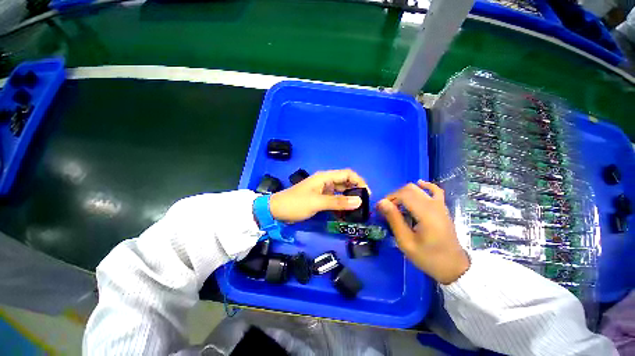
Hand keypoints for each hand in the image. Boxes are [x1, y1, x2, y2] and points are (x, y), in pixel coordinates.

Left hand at [269, 169, 369, 222]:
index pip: (347, 174)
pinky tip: (345, 214)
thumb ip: (338, 202)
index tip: (367, 194)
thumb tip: (360, 201)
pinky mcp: (320, 198)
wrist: (276, 210)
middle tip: (364, 205)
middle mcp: (325, 181)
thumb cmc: (296, 203)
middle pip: (345, 182)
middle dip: (356, 191)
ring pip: (340, 192)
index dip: (359, 181)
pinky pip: (334, 200)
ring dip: (348, 199)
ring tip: (357, 211)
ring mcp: (322, 190)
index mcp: (325, 177)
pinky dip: (340, 205)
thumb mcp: (317, 202)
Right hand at [377, 181, 469, 284]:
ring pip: (418, 189)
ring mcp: (440, 205)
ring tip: (397, 205)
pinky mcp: (442, 208)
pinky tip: (419, 184)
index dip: (388, 199)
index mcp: (426, 214)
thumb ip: (394, 220)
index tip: (379, 209)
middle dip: (394, 196)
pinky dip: (425, 186)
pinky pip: (435, 190)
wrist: (453, 267)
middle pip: (409, 189)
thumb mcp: (406, 242)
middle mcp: (433, 205)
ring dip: (404, 193)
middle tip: (387, 209)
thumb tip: (381, 203)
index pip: (403, 195)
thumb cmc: (428, 257)